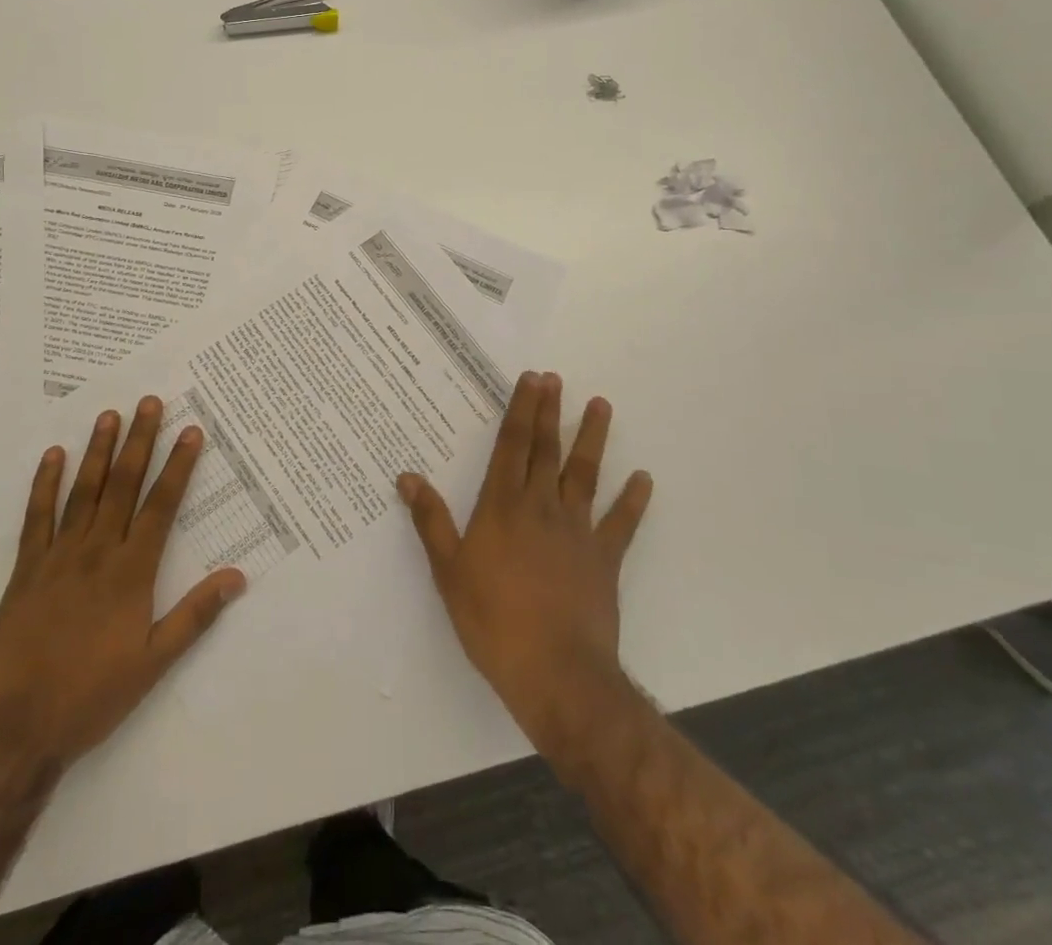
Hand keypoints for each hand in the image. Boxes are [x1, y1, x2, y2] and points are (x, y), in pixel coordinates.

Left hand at [0, 397, 245, 765]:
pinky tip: (53, 456)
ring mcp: (58, 557)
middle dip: (139, 441)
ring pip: (83, 492)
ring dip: (98, 451)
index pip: (161, 506)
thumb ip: (194, 616)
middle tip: (148, 401)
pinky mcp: (25, 569)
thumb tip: (237, 577)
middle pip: (123, 486)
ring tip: (109, 414)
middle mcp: (97, 552)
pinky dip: (45, 484)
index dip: (178, 466)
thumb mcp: (153, 663)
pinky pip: (37, 517)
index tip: (190, 431)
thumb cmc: (91, 696)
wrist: (15, 729)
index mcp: (132, 572)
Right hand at [397, 371, 652, 759]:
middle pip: (547, 450)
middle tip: (556, 378)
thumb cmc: (493, 621)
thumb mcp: (449, 572)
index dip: (521, 410)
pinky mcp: (604, 559)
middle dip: (550, 412)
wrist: (556, 673)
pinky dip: (633, 501)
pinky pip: (622, 523)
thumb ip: (431, 521)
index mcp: (502, 507)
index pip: (512, 446)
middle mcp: (541, 507)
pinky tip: (643, 479)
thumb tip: (407, 476)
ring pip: (585, 474)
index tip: (531, 379)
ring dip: (592, 438)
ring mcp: (577, 531)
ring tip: (601, 405)